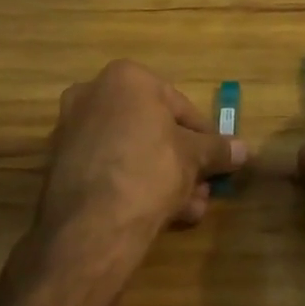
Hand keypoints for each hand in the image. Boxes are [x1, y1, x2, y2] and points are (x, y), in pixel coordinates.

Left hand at [36, 61, 245, 249]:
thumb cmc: (149, 170)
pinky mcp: (60, 166)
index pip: (179, 104)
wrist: (92, 227)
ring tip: (189, 208)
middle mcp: (92, 95)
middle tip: (203, 186)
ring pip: (131, 151)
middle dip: (181, 159)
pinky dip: (133, 184)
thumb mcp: (194, 157)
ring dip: (163, 176)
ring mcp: (71, 131)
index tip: (218, 159)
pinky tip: (160, 215)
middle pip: (152, 128)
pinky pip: (109, 168)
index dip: (204, 135)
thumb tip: (244, 149)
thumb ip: (218, 149)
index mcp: (125, 78)